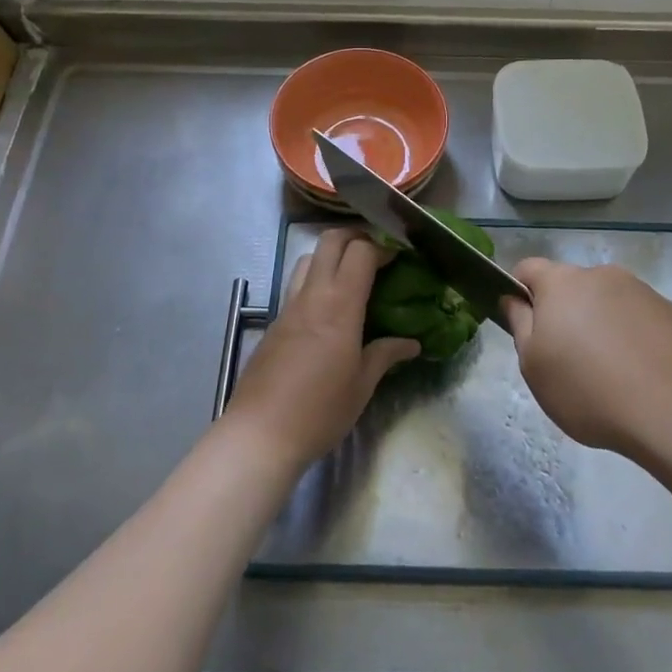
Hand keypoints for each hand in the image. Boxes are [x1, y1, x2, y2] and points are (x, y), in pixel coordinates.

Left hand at [224, 229, 419, 471]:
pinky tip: (327, 311)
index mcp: (339, 306)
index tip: (400, 257)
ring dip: (331, 256)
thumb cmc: (320, 411)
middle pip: (330, 241)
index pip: (361, 252)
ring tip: (352, 277)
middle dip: (356, 236)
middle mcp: (312, 296)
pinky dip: (315, 281)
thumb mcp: (362, 385)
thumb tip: (412, 343)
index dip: (382, 247)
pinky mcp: (273, 323)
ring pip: (308, 259)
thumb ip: (385, 355)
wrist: (260, 434)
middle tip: (377, 254)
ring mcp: (288, 307)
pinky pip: (296, 286)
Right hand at [504, 259, 671, 458]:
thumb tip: (513, 299)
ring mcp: (642, 291)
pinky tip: (642, 376)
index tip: (525, 326)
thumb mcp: (534, 366)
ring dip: (602, 324)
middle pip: (572, 286)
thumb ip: (519, 325)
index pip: (528, 268)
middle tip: (567, 359)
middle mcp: (602, 275)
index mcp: (562, 283)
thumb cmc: (588, 389)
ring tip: (611, 373)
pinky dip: (635, 338)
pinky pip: (641, 319)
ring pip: (609, 302)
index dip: (520, 292)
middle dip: (566, 313)